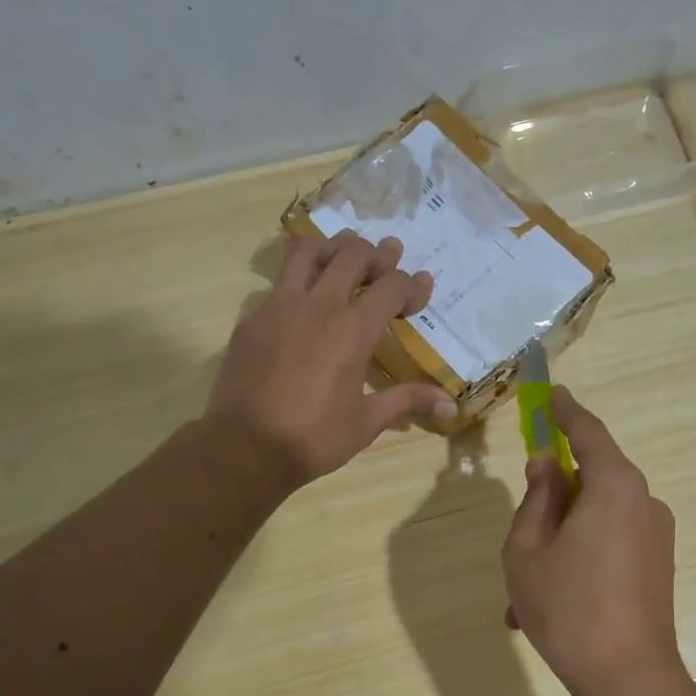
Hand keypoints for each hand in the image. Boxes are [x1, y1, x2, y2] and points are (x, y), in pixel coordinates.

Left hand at [205, 230, 457, 488]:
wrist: (244, 447)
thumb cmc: (313, 438)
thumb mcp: (366, 422)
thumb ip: (407, 401)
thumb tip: (450, 406)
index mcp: (353, 330)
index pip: (392, 285)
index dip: (413, 285)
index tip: (422, 291)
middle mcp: (319, 305)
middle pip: (353, 254)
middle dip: (377, 254)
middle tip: (388, 262)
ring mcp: (280, 306)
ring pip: (308, 251)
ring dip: (332, 248)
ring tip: (344, 258)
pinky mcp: (253, 318)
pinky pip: (279, 281)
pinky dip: (299, 278)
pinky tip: (305, 301)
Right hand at [502, 387, 683, 695]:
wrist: (629, 680)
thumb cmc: (567, 607)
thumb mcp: (528, 549)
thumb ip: (536, 498)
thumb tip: (547, 465)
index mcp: (614, 486)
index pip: (588, 431)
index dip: (566, 410)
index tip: (552, 393)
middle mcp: (643, 501)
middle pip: (593, 478)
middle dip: (553, 498)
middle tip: (521, 529)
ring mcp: (656, 536)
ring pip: (597, 519)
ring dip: (561, 540)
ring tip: (525, 591)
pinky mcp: (659, 566)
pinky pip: (611, 545)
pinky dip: (580, 559)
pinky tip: (552, 602)